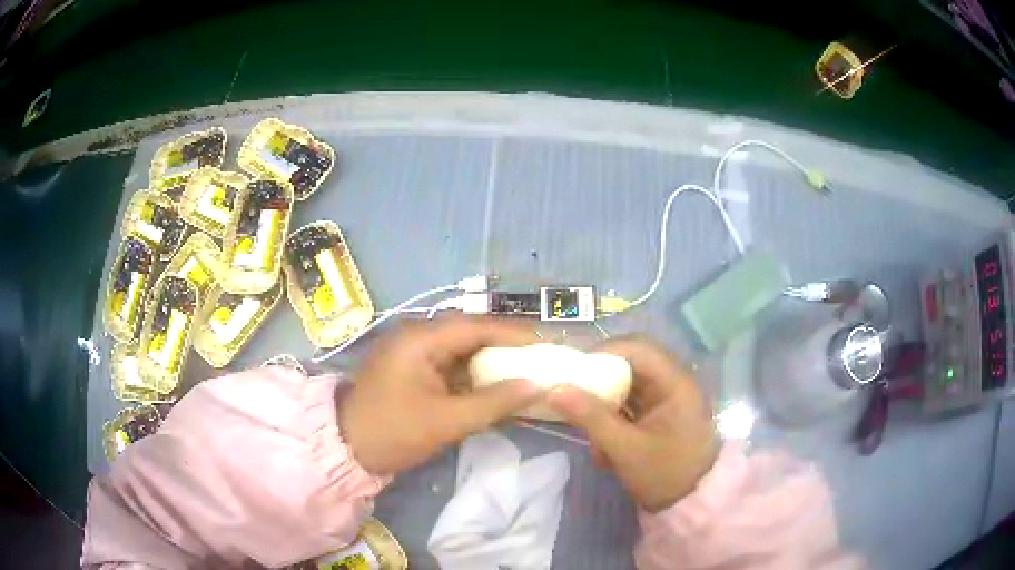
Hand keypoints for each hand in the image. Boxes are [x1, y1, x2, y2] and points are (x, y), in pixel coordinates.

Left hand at [339, 317, 542, 475]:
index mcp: (420, 339)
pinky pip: (448, 364)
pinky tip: (493, 385)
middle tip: (539, 357)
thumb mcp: (447, 422)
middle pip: (470, 333)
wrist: (345, 448)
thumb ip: (495, 403)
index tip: (547, 344)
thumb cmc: (393, 432)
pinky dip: (472, 374)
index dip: (515, 334)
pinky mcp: (410, 368)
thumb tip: (537, 386)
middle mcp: (416, 335)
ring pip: (460, 349)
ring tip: (524, 369)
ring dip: (490, 360)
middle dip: (506, 345)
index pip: (477, 326)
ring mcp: (411, 351)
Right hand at [547, 337, 717, 511]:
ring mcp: (666, 400)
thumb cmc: (664, 474)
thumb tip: (554, 389)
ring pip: (628, 387)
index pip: (637, 349)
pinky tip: (605, 449)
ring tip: (590, 433)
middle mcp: (673, 383)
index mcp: (675, 383)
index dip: (603, 353)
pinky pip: (630, 406)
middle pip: (630, 366)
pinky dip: (613, 421)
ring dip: (605, 407)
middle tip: (572, 398)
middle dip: (600, 383)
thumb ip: (591, 417)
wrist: (690, 504)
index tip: (572, 371)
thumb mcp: (626, 449)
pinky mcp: (659, 416)